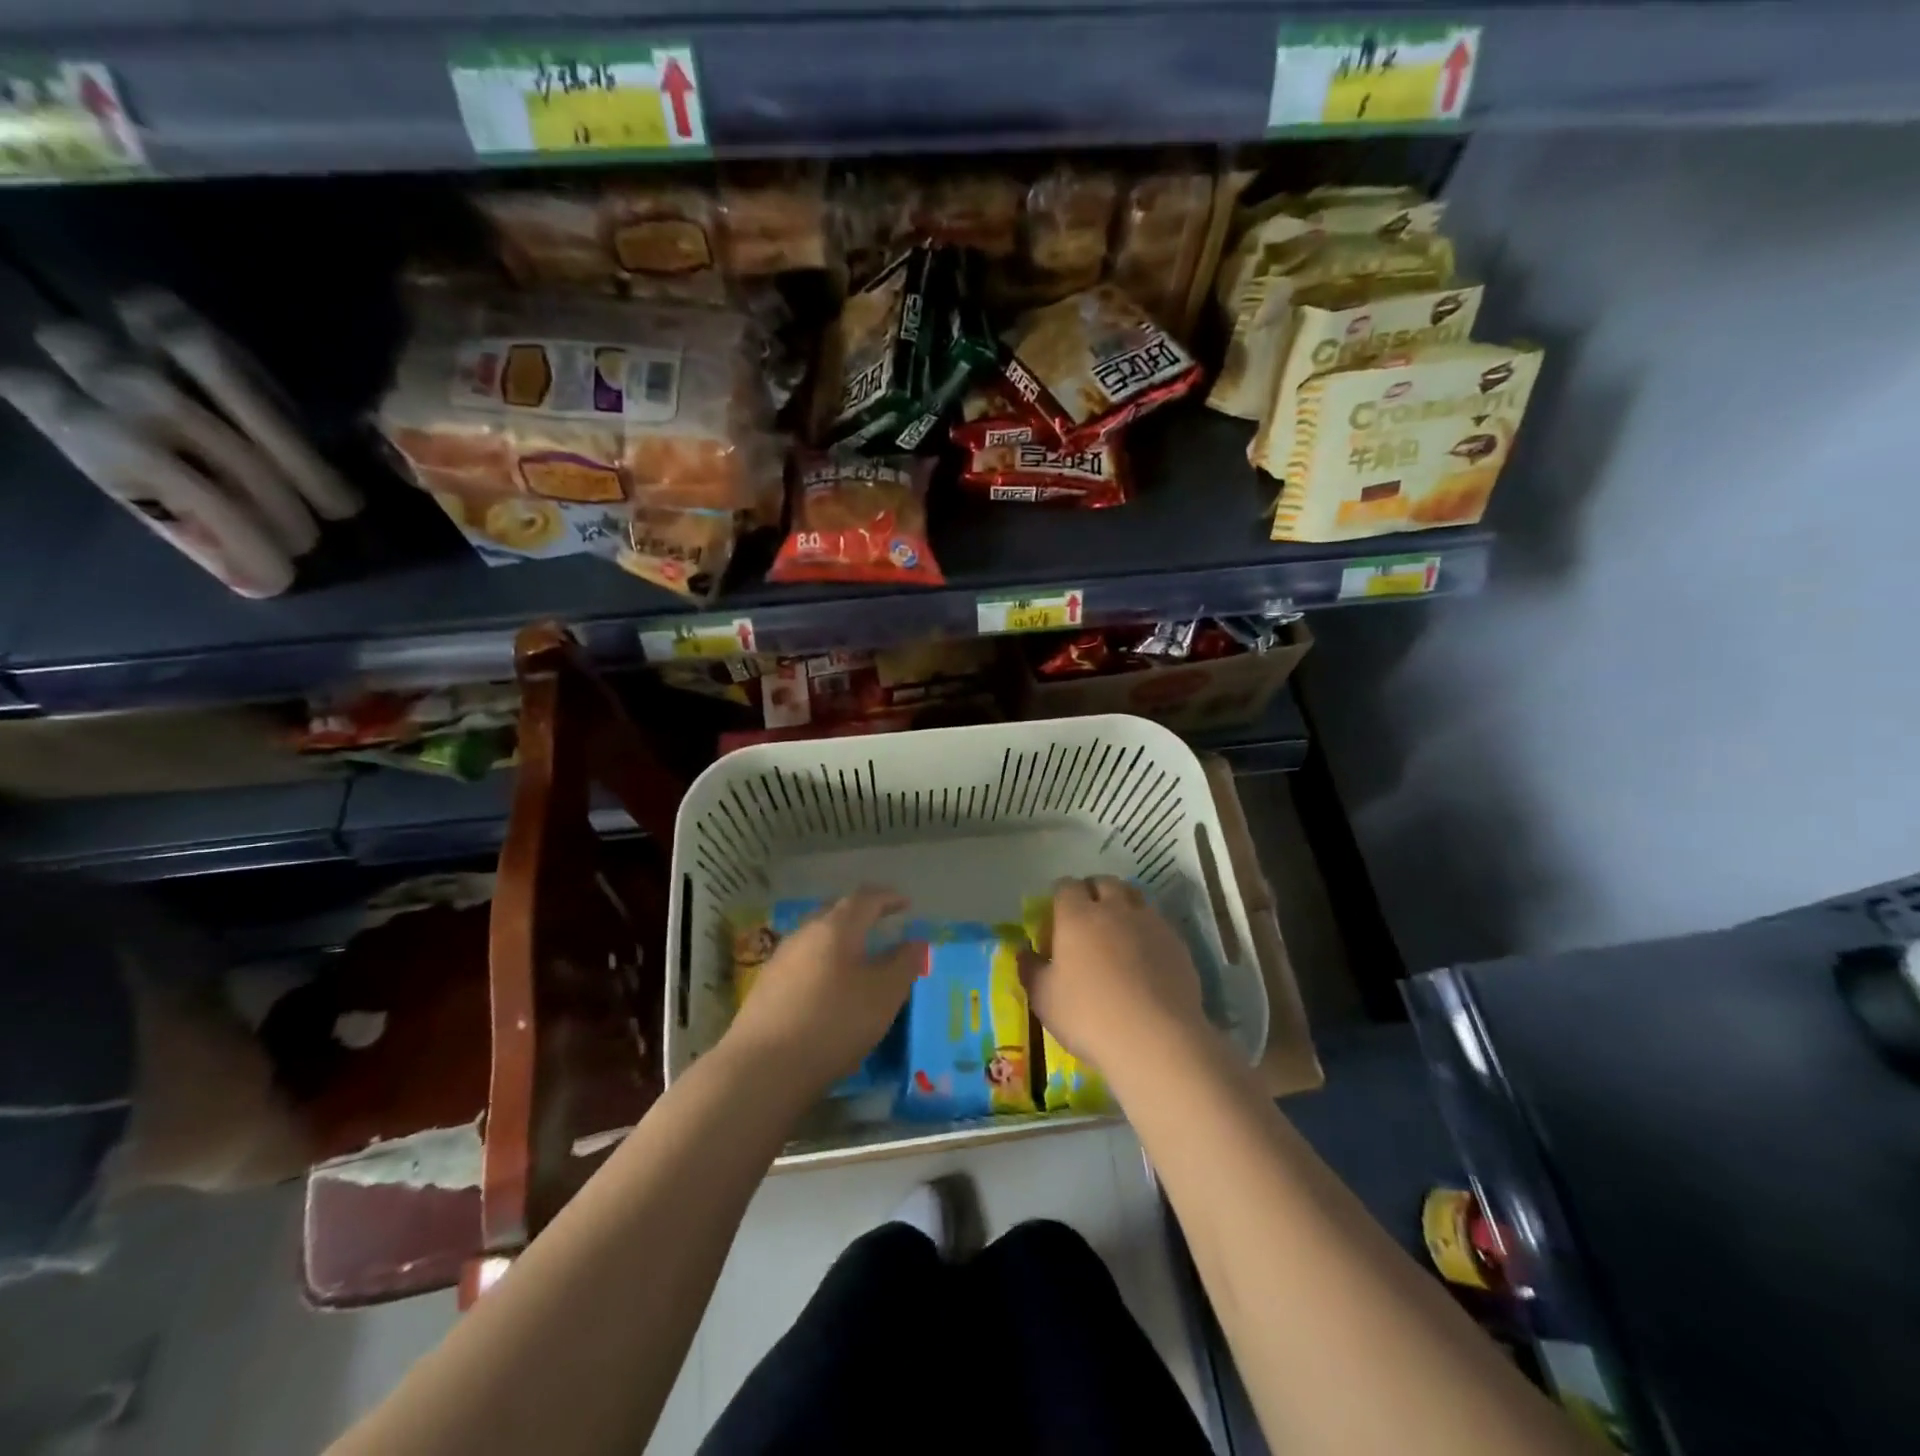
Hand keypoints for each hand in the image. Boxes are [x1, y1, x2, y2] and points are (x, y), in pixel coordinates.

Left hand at [723, 887, 920, 1097]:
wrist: (762, 1069)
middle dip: (861, 916)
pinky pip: (803, 964)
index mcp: (836, 927)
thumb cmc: (833, 1022)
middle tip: (882, 925)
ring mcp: (780, 960)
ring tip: (858, 960)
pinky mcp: (765, 988)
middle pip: (836, 913)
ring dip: (840, 943)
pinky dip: (823, 966)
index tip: (906, 904)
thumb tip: (916, 942)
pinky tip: (828, 990)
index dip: (888, 898)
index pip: (865, 899)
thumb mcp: (884, 995)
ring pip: (817, 939)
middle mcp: (805, 934)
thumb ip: (904, 964)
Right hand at [1022, 877, 1211, 1071]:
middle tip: (1087, 917)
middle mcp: (1114, 909)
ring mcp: (1149, 923)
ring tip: (1118, 929)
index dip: (1060, 896)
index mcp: (1077, 916)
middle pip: (1104, 882)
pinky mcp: (1176, 942)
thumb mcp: (1044, 999)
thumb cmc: (1089, 1017)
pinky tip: (1145, 954)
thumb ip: (1030, 969)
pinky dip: (1146, 928)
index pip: (1066, 886)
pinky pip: (1157, 922)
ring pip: (1134, 896)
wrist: (1156, 1040)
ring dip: (1123, 904)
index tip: (1056, 915)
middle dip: (1093, 891)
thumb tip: (1023, 950)